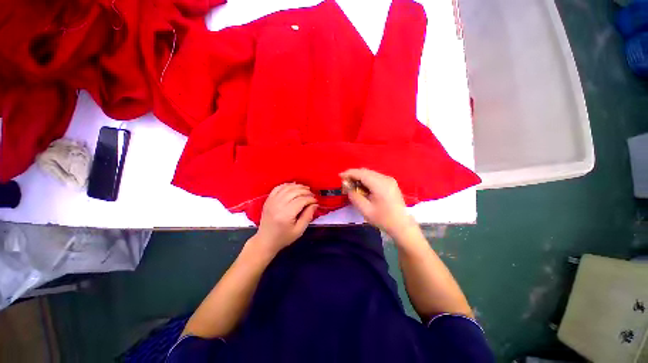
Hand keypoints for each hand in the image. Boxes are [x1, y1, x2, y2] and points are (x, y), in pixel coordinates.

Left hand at [254, 183, 317, 254]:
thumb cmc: (283, 237)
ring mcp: (271, 201)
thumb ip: (308, 216)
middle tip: (312, 194)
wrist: (265, 240)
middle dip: (306, 191)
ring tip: (305, 189)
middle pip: (294, 192)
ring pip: (287, 188)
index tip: (316, 201)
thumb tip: (315, 205)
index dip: (310, 199)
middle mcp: (278, 205)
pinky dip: (287, 185)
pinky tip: (293, 187)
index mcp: (286, 215)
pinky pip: (278, 188)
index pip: (301, 201)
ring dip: (298, 186)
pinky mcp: (268, 200)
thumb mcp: (299, 230)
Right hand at [340, 168, 416, 238]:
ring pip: (370, 173)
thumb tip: (346, 184)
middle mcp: (385, 178)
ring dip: (360, 177)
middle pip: (365, 171)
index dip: (349, 173)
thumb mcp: (365, 209)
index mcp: (380, 184)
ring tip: (352, 186)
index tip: (340, 177)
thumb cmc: (383, 219)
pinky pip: (375, 177)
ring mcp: (389, 180)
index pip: (361, 173)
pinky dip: (366, 180)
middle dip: (353, 175)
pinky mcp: (390, 183)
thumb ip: (354, 195)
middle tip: (345, 184)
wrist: (402, 225)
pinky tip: (363, 188)